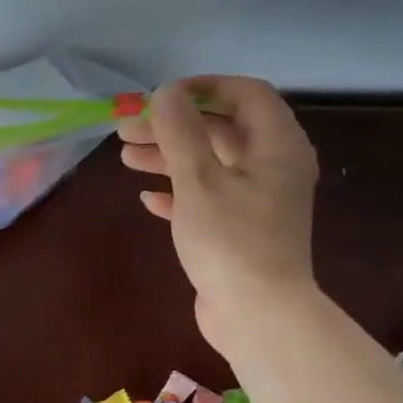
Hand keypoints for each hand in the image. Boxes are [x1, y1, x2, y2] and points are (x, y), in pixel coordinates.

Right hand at [117, 77, 319, 351]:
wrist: (257, 314)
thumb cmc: (230, 241)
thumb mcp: (199, 180)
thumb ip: (181, 133)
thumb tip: (166, 93)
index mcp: (276, 145)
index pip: (244, 94)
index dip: (201, 89)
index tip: (159, 98)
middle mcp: (273, 166)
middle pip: (221, 130)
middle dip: (173, 127)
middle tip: (127, 131)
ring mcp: (257, 200)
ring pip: (211, 165)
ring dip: (169, 158)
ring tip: (127, 159)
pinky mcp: (240, 230)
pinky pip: (208, 199)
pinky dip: (179, 193)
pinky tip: (149, 199)